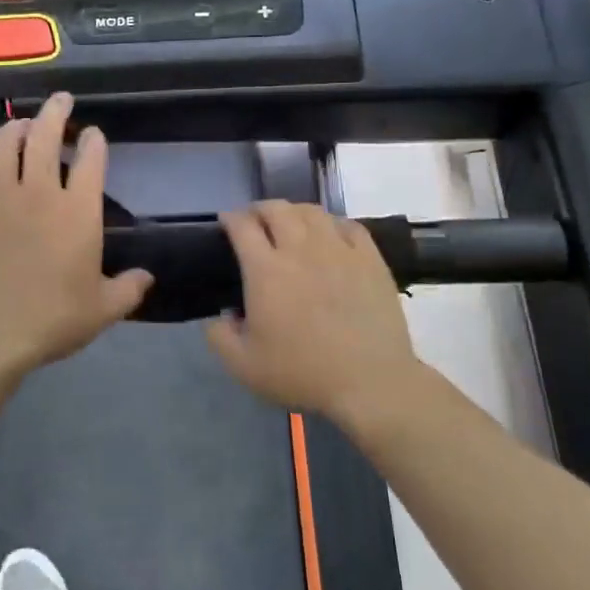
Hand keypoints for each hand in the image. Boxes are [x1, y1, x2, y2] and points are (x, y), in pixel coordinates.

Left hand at [0, 92, 152, 385]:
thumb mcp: (103, 310)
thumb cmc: (53, 320)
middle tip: (61, 100)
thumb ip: (129, 289)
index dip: (94, 142)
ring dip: (13, 128)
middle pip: (45, 139)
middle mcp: (38, 195)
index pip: (91, 162)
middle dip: (55, 113)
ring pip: (3, 148)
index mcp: (77, 213)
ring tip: (21, 123)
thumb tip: (147, 277)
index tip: (94, 134)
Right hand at [206, 202, 422, 425]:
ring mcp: (338, 249)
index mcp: (265, 270)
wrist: (369, 381)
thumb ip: (219, 337)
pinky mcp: (369, 258)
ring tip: (290, 224)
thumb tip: (220, 315)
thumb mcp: (243, 366)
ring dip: (294, 212)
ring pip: (312, 212)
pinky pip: (348, 225)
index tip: (226, 222)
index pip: (242, 226)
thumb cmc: (302, 372)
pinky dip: (332, 224)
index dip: (230, 218)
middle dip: (259, 209)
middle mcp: (300, 249)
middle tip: (255, 221)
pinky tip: (330, 236)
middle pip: (277, 209)